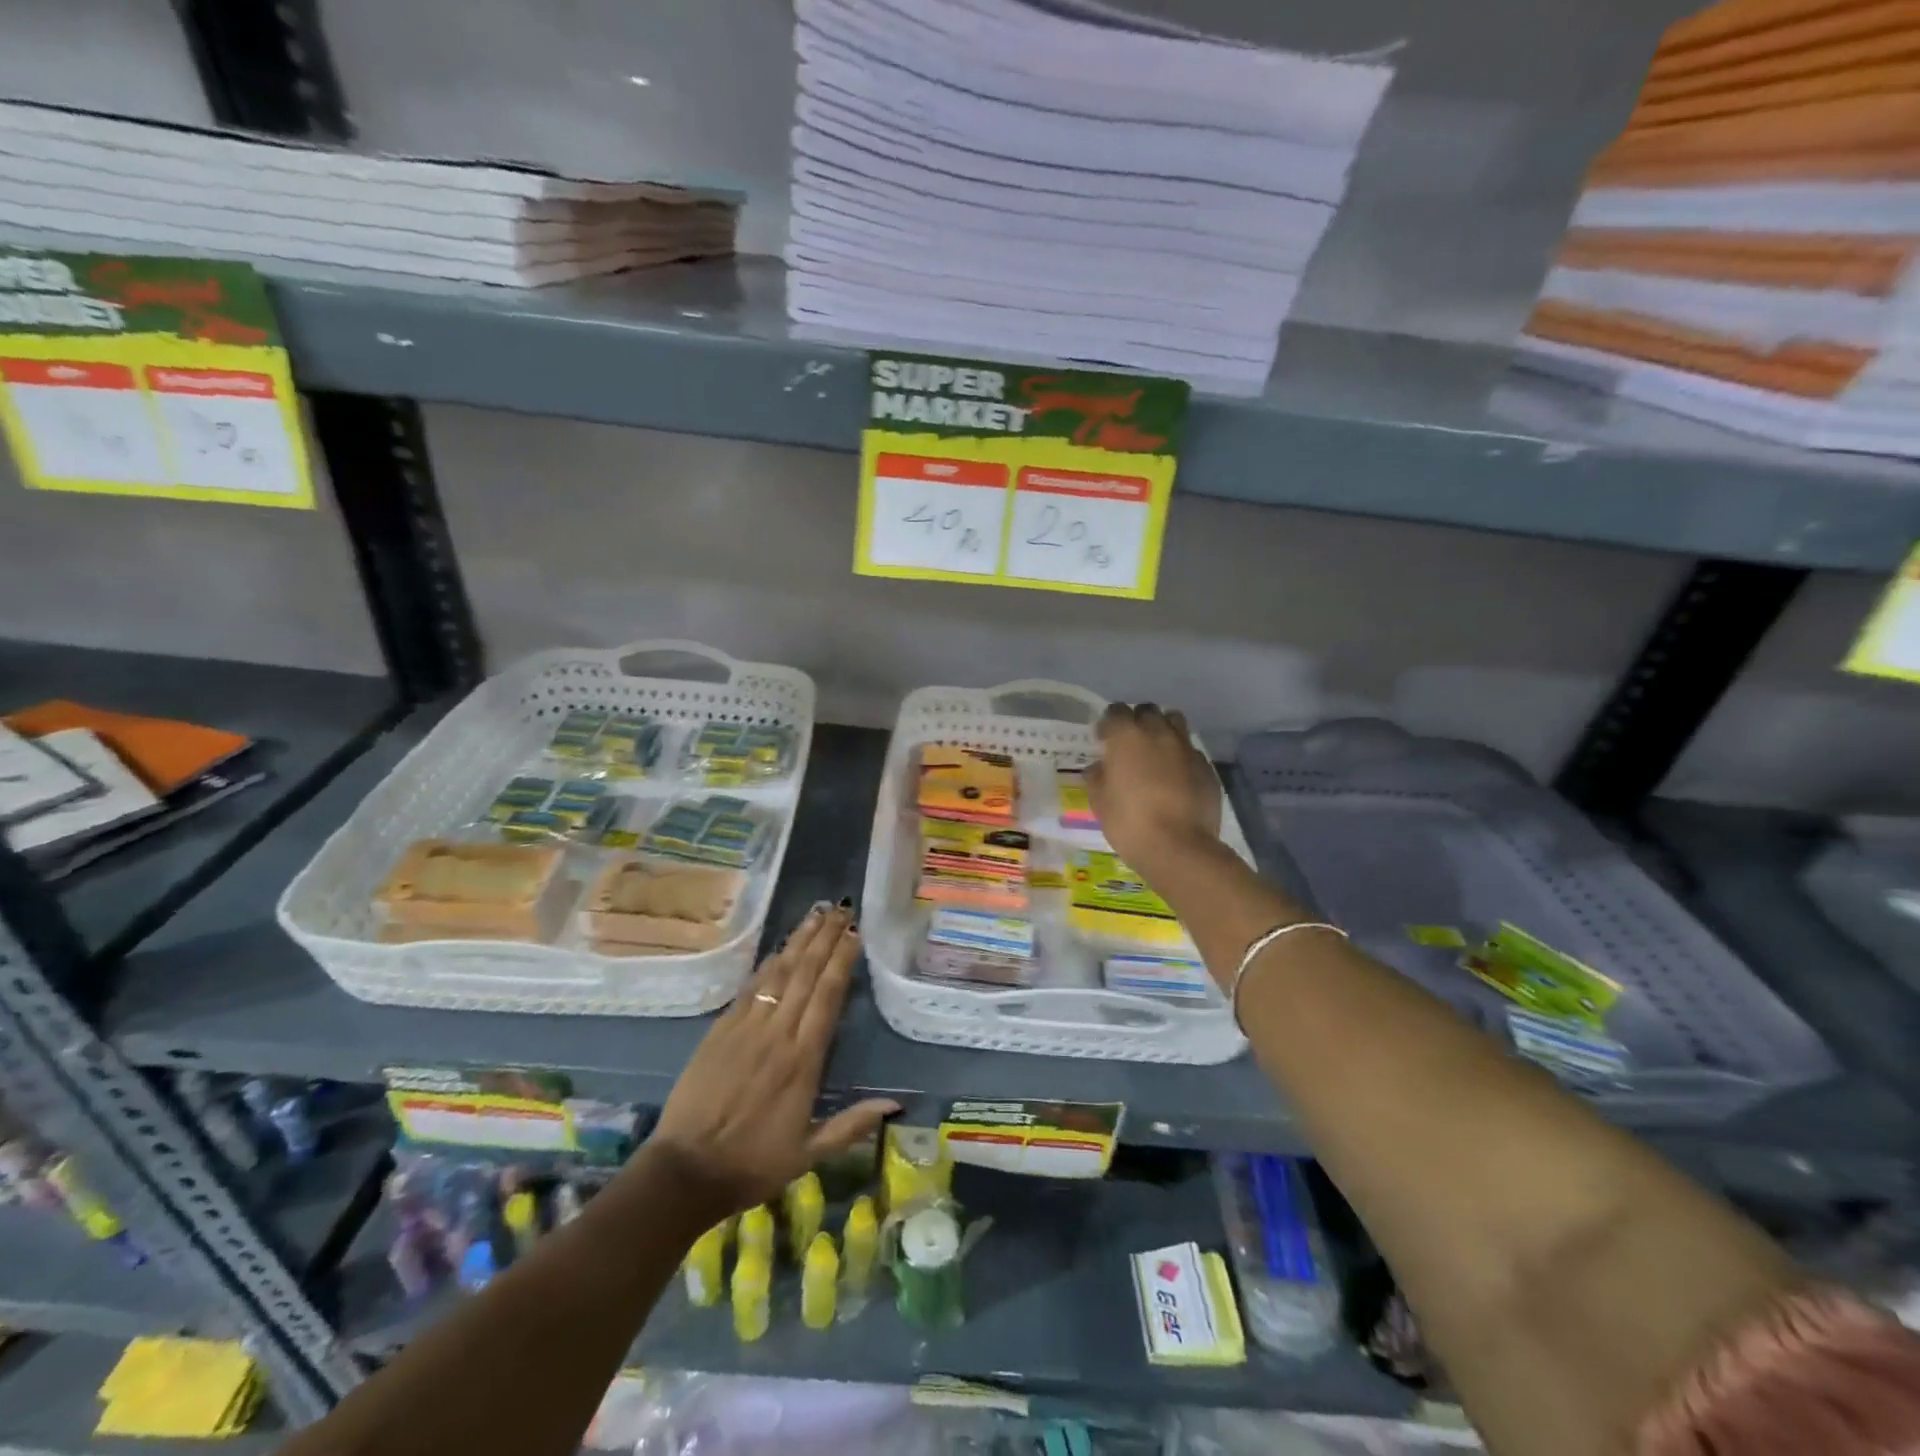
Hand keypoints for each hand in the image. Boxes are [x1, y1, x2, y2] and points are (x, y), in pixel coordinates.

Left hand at [651, 905, 897, 1218]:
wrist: (686, 1171)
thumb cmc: (753, 1163)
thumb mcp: (809, 1153)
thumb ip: (852, 1124)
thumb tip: (895, 1104)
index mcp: (802, 1060)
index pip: (827, 997)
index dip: (842, 961)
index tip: (855, 934)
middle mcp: (777, 1034)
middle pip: (805, 974)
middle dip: (825, 939)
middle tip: (841, 910)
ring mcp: (746, 1027)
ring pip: (778, 974)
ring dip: (799, 942)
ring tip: (816, 915)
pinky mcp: (720, 1030)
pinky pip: (750, 989)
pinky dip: (767, 965)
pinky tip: (779, 949)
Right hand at [1087, 702, 1221, 872]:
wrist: (1180, 848)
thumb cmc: (1130, 824)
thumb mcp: (1100, 803)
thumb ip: (1097, 779)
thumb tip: (1097, 768)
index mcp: (1127, 737)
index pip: (1116, 711)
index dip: (1109, 724)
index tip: (1104, 740)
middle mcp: (1158, 733)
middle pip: (1148, 711)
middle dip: (1138, 721)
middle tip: (1131, 745)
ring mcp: (1186, 748)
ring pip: (1175, 722)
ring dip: (1163, 730)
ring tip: (1157, 753)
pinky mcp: (1207, 767)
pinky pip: (1191, 751)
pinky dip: (1181, 757)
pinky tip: (1177, 778)